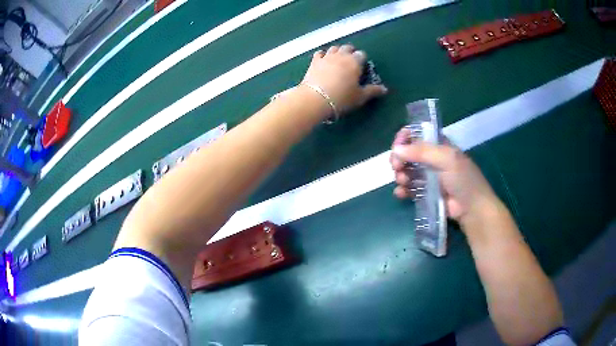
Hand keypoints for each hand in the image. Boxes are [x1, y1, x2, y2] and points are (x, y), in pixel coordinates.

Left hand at [302, 44, 387, 115]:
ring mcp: (326, 57)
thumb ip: (373, 91)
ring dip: (337, 51)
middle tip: (351, 60)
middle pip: (347, 48)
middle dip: (350, 52)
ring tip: (338, 58)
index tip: (362, 66)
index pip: (361, 54)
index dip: (362, 59)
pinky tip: (323, 59)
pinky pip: (319, 53)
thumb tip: (385, 89)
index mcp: (354, 62)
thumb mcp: (360, 96)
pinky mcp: (314, 61)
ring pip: (334, 48)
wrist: (316, 98)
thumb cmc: (342, 98)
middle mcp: (341, 55)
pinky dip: (323, 54)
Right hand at [389, 127, 499, 226]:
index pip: (417, 135)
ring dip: (400, 174)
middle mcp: (432, 159)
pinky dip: (402, 189)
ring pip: (406, 170)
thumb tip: (396, 150)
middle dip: (399, 158)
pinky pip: (409, 188)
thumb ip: (422, 151)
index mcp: (439, 146)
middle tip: (397, 166)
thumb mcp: (447, 159)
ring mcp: (428, 177)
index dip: (405, 137)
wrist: (472, 209)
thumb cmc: (463, 180)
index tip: (397, 147)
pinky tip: (401, 193)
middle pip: (408, 153)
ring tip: (402, 181)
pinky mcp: (426, 193)